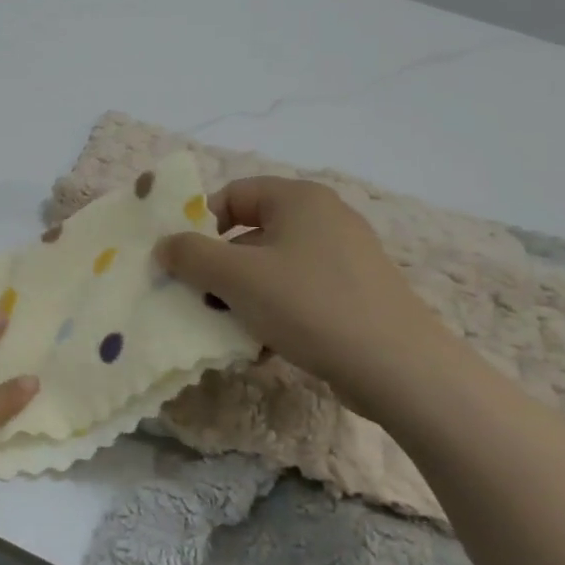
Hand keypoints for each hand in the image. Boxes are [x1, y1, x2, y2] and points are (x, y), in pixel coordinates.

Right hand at [155, 176, 459, 406]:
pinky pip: (297, 293)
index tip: (183, 262)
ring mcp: (344, 258)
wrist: (400, 369)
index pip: (232, 195)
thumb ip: (190, 255)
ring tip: (229, 330)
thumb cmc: (310, 306)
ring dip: (241, 297)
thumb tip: (165, 245)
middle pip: (249, 234)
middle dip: (218, 269)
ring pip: (271, 269)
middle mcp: (323, 219)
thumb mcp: (237, 277)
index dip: (200, 224)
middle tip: (199, 301)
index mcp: (299, 199)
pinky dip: (273, 313)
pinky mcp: (354, 294)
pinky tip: (263, 347)